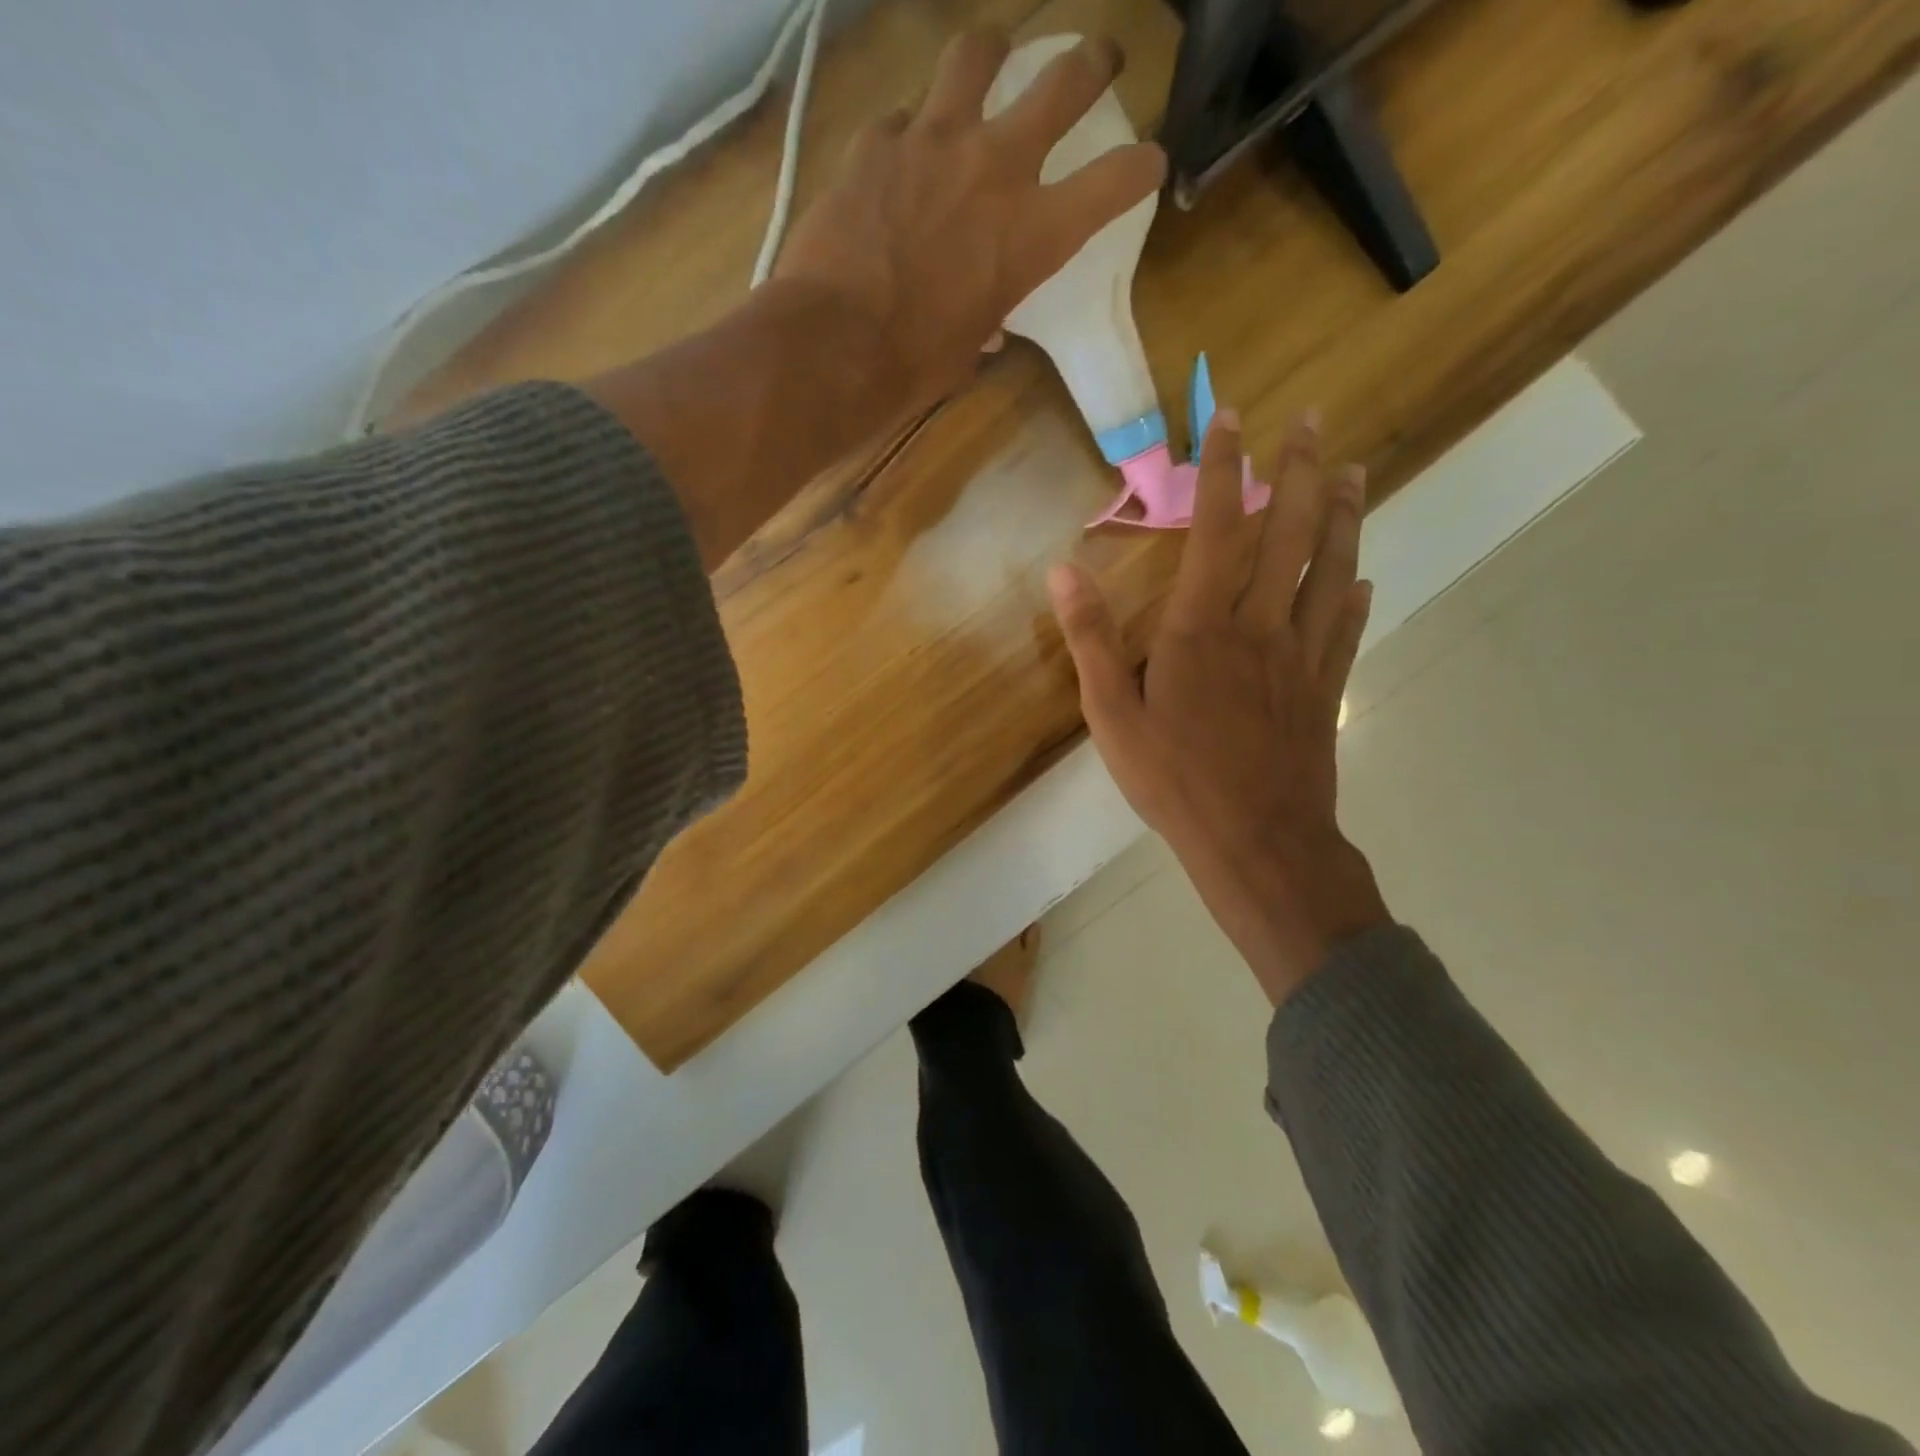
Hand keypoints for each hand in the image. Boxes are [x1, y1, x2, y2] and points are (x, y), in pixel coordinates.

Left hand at [774, 28, 1165, 415]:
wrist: (834, 346)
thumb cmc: (913, 367)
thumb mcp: (969, 349)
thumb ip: (987, 320)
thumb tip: (986, 326)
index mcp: (1033, 234)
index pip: (1116, 181)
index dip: (1142, 167)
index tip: (1148, 162)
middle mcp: (996, 167)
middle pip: (1064, 80)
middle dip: (1092, 63)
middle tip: (1099, 59)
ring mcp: (933, 140)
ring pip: (978, 53)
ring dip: (992, 54)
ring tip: (991, 60)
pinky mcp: (877, 139)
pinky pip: (902, 117)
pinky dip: (908, 132)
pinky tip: (899, 154)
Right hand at [1048, 410, 1390, 1005]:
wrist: (1255, 842)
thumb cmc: (1173, 780)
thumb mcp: (1110, 714)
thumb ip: (1089, 639)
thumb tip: (1062, 569)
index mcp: (1200, 629)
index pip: (1215, 531)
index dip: (1223, 471)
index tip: (1232, 419)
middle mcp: (1259, 627)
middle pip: (1288, 536)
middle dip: (1299, 472)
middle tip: (1315, 421)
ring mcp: (1301, 658)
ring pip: (1331, 571)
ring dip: (1343, 517)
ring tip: (1355, 472)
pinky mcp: (1325, 691)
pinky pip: (1346, 630)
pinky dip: (1356, 595)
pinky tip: (1364, 577)